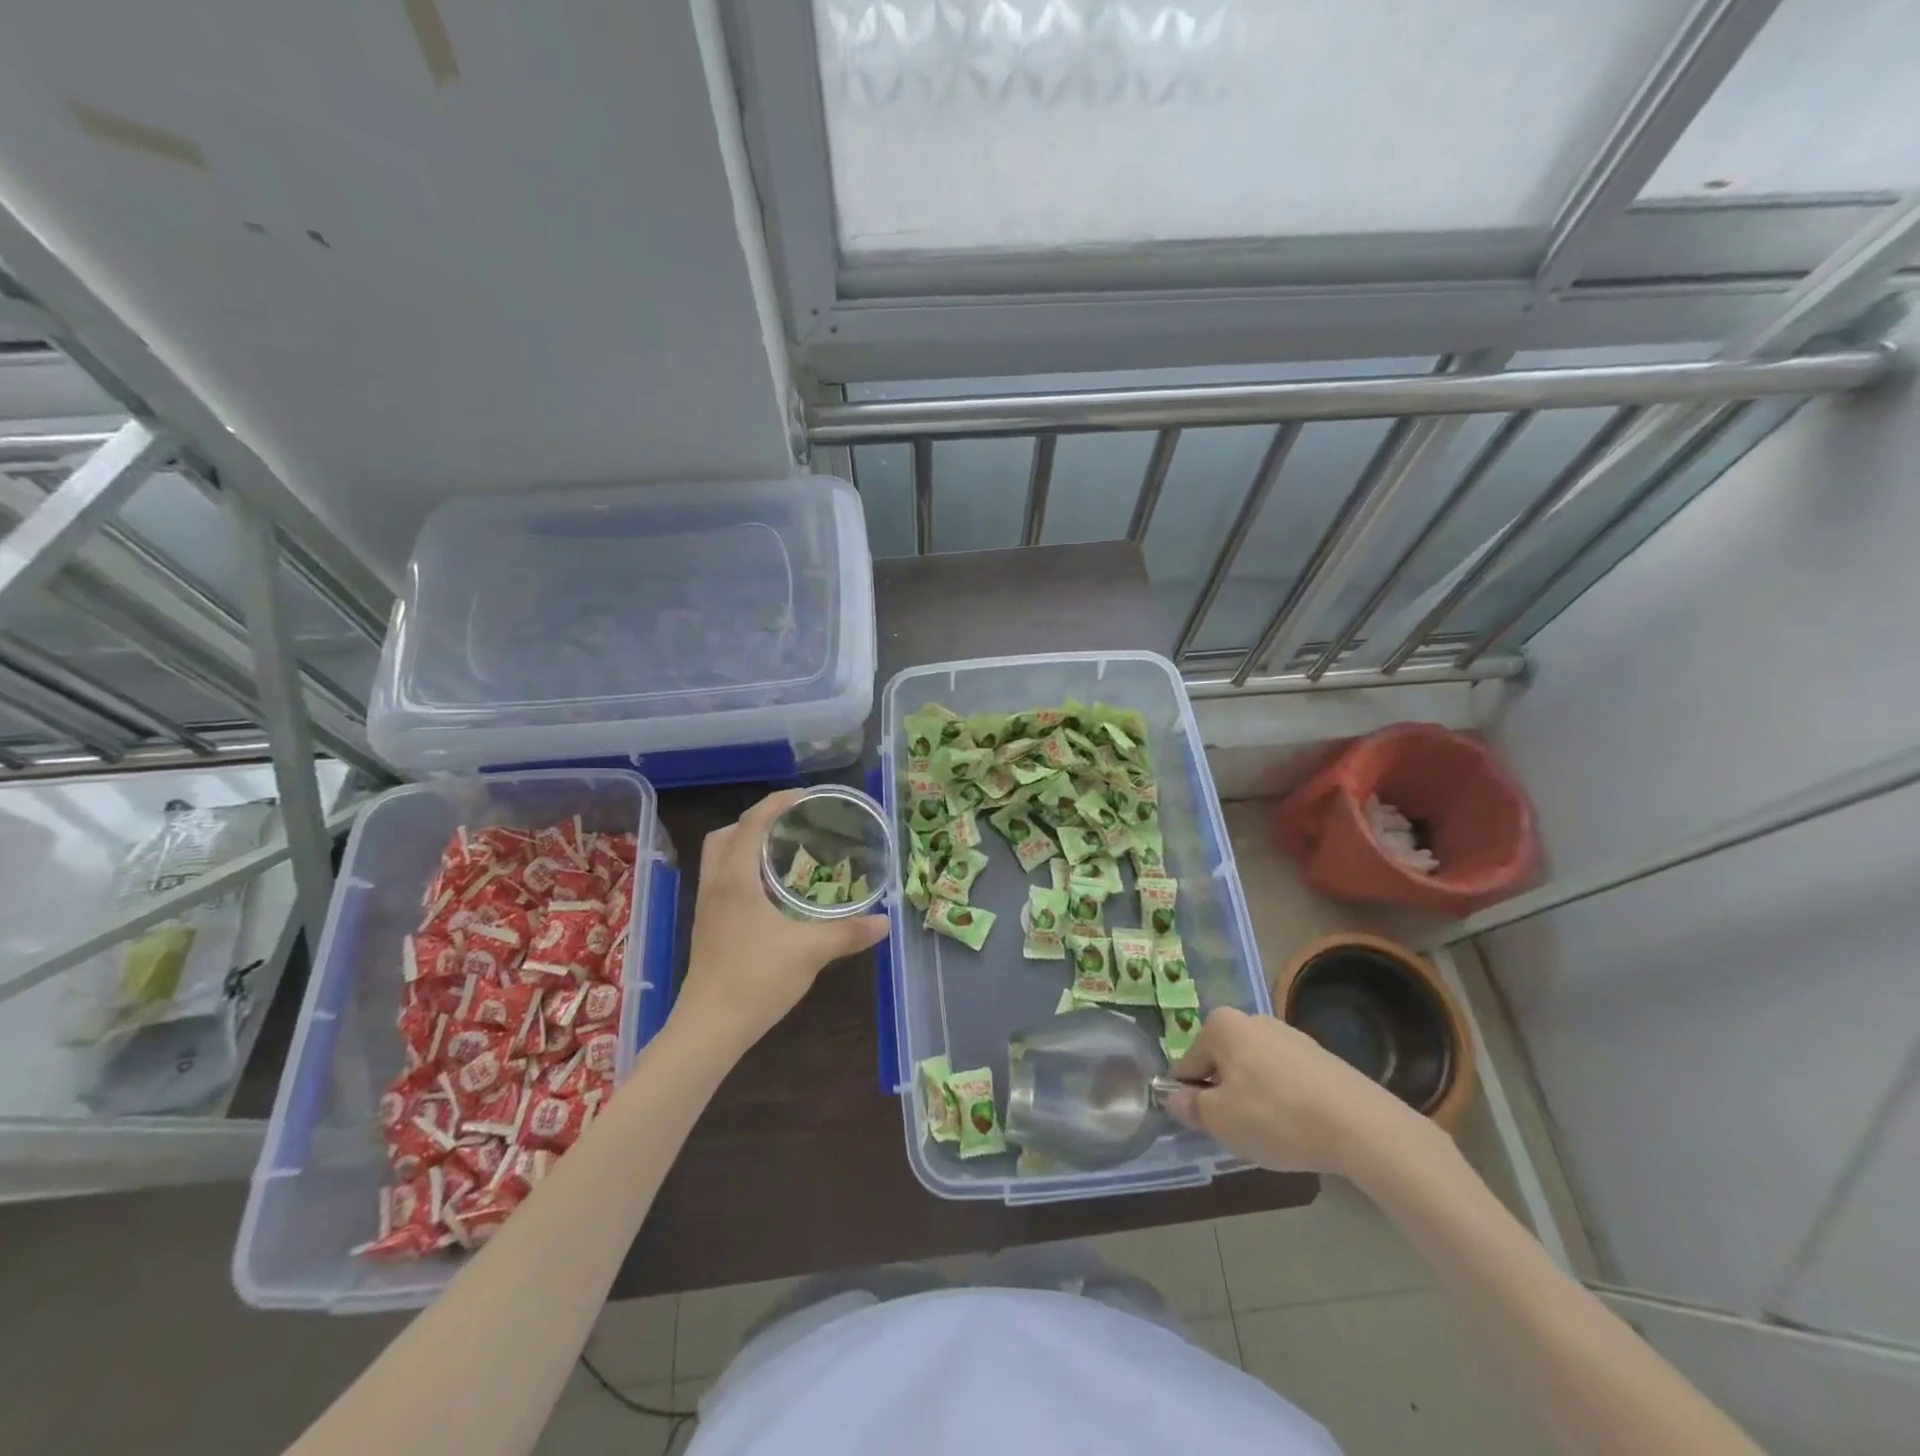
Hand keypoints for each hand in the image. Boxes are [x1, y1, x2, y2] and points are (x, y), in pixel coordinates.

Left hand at [670, 790, 887, 1055]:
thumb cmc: (756, 979)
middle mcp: (716, 884)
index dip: (777, 802)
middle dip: (757, 820)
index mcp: (735, 878)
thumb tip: (885, 922)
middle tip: (792, 823)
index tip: (806, 797)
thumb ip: (849, 932)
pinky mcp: (708, 927)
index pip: (752, 822)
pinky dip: (742, 869)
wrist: (710, 1028)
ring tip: (783, 852)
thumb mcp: (811, 951)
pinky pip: (721, 880)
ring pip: (719, 857)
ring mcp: (707, 907)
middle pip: (726, 834)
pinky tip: (770, 890)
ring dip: (746, 844)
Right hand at [1161, 1007, 1432, 1180]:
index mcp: (1221, 1025)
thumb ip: (1189, 1107)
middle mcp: (1252, 1019)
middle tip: (1238, 1132)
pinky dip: (1283, 1100)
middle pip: (1221, 1063)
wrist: (1361, 1126)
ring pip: (1253, 1071)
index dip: (1190, 1097)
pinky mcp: (1320, 1056)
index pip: (1187, 1063)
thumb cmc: (1276, 1117)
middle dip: (1223, 1095)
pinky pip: (1285, 1078)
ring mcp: (1289, 1035)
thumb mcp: (1220, 1120)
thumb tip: (1174, 1098)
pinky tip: (1298, 1127)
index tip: (1205, 1127)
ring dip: (1253, 1098)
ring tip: (1272, 1134)